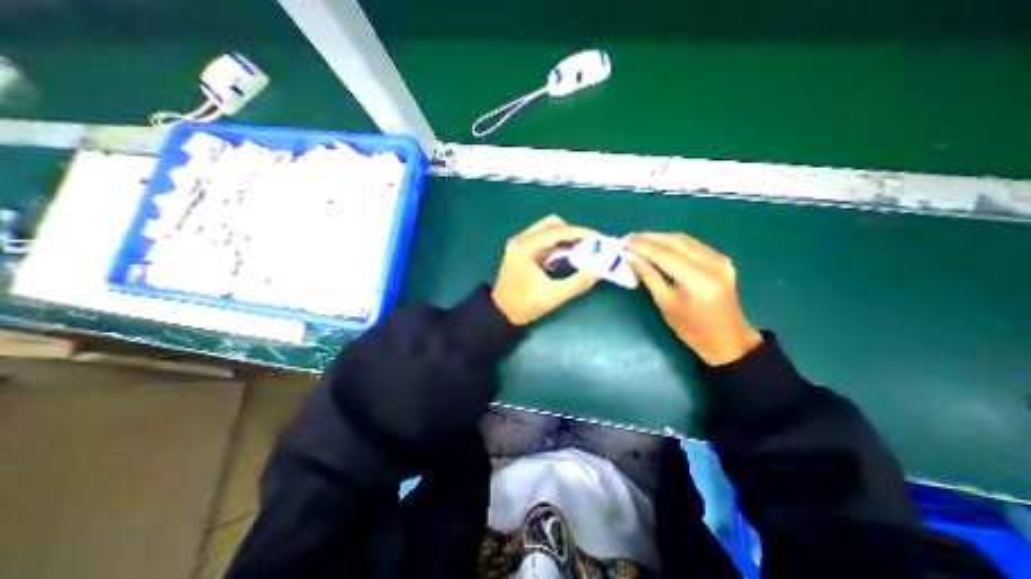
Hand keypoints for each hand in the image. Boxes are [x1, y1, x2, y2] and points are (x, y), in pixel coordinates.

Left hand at [494, 214, 605, 324]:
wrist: (501, 313)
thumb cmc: (524, 306)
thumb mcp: (553, 296)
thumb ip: (577, 283)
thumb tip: (598, 271)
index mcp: (525, 248)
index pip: (557, 232)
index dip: (580, 233)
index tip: (599, 239)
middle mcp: (521, 240)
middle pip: (551, 225)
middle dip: (573, 233)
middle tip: (590, 245)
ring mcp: (520, 244)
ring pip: (547, 231)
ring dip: (565, 238)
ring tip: (582, 250)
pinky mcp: (522, 251)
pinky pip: (543, 240)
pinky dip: (557, 245)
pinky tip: (568, 256)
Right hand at [623, 232, 758, 362]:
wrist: (726, 339)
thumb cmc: (690, 328)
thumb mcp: (664, 303)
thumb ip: (648, 276)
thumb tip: (630, 257)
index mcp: (698, 281)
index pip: (665, 255)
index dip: (642, 247)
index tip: (623, 243)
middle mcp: (713, 264)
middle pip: (677, 242)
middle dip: (650, 238)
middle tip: (629, 238)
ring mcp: (721, 260)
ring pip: (685, 240)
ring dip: (661, 238)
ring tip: (639, 239)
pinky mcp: (722, 260)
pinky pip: (693, 245)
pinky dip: (673, 243)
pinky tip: (659, 244)